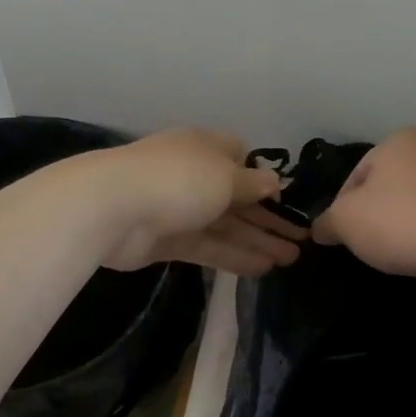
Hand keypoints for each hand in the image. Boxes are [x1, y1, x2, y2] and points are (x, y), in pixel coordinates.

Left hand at [91, 129, 306, 274]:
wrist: (113, 207)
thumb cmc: (179, 179)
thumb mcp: (226, 176)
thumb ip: (253, 184)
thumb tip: (273, 182)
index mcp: (205, 148)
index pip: (239, 158)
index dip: (262, 179)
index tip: (284, 199)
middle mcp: (193, 175)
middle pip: (238, 198)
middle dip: (269, 218)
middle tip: (301, 240)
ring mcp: (179, 209)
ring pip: (226, 226)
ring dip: (258, 240)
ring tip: (291, 259)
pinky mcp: (168, 240)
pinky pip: (209, 246)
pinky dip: (234, 256)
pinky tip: (263, 268)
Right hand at [311, 128, 415, 282]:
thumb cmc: (400, 222)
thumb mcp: (346, 221)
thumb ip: (327, 222)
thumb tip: (320, 229)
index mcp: (397, 140)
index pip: (354, 177)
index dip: (342, 210)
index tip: (344, 236)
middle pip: (386, 188)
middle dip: (375, 216)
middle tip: (369, 245)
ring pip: (415, 203)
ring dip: (403, 226)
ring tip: (398, 253)